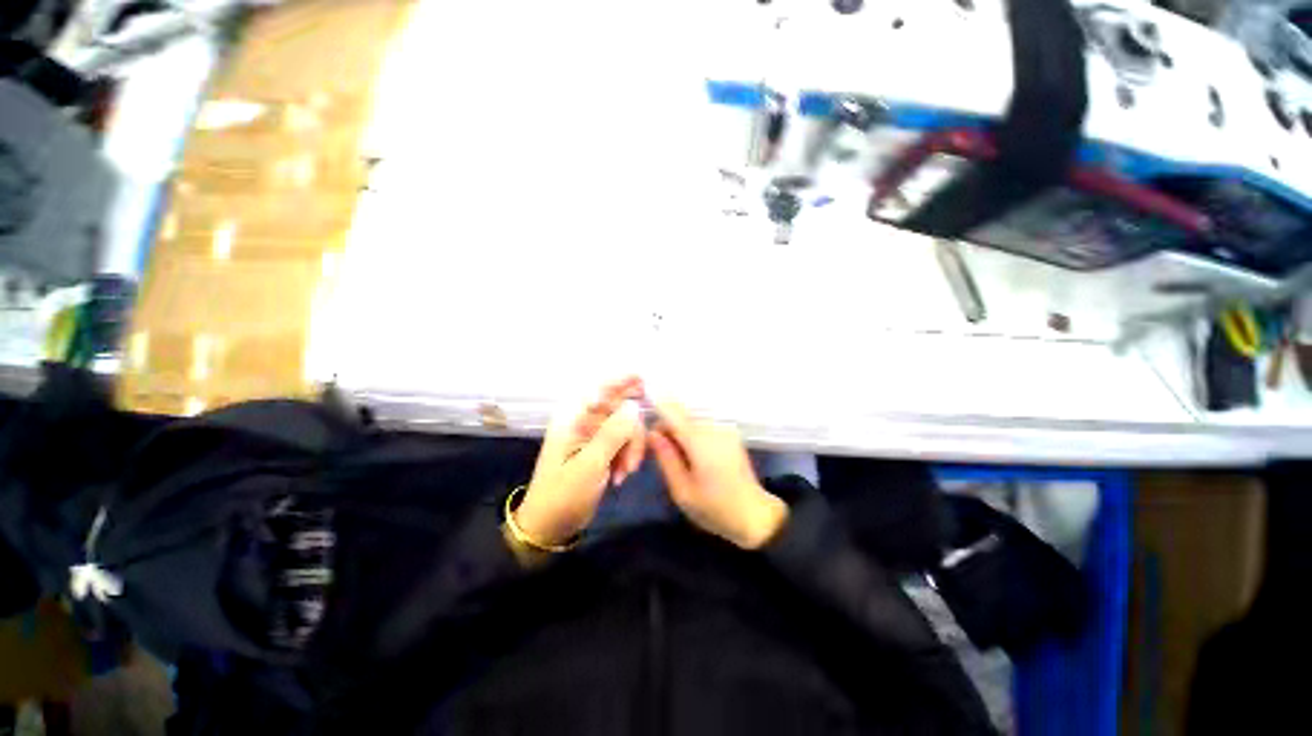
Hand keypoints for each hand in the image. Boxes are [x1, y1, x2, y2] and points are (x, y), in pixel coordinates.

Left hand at [514, 377, 646, 545]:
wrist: (550, 525)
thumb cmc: (564, 494)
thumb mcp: (590, 465)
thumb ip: (613, 433)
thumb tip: (634, 406)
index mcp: (573, 418)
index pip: (600, 389)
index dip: (622, 381)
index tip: (645, 380)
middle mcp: (583, 421)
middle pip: (619, 409)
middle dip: (632, 432)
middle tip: (635, 459)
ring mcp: (592, 435)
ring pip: (625, 427)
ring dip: (631, 448)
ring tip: (626, 473)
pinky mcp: (599, 448)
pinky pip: (623, 441)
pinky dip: (627, 456)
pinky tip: (621, 475)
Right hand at [648, 402, 788, 549]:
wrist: (754, 514)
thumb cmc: (715, 508)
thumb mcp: (681, 490)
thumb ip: (665, 458)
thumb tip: (652, 433)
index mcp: (700, 441)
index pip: (672, 411)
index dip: (656, 404)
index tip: (642, 404)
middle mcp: (714, 427)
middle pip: (680, 414)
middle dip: (666, 427)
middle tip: (658, 451)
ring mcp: (725, 427)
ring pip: (691, 418)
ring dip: (679, 431)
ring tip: (676, 457)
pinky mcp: (730, 432)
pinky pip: (702, 424)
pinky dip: (691, 433)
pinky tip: (691, 454)